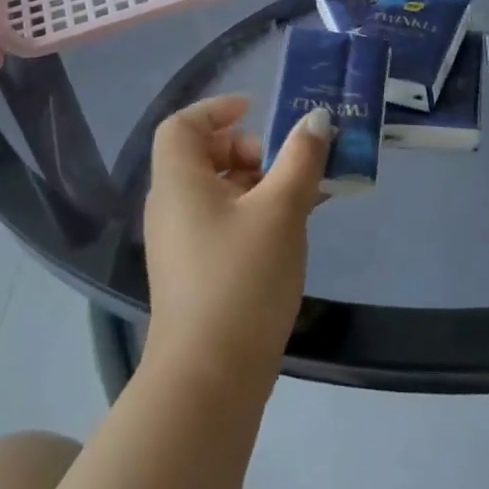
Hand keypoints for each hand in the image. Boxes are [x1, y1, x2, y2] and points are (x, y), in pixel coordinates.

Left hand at [142, 95, 328, 389]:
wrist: (210, 379)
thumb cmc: (242, 278)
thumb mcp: (282, 209)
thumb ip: (301, 158)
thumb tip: (317, 119)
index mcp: (179, 182)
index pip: (182, 125)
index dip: (217, 109)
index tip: (259, 110)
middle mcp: (172, 206)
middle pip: (204, 155)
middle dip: (250, 148)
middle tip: (289, 162)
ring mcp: (181, 243)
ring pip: (219, 191)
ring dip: (260, 182)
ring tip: (304, 194)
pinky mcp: (195, 272)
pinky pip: (224, 221)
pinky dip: (254, 212)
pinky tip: (292, 229)